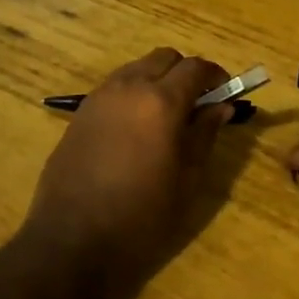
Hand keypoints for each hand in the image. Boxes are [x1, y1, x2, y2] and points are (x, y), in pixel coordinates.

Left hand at [22, 48, 234, 298]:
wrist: (72, 240)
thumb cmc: (141, 216)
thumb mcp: (186, 180)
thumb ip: (205, 134)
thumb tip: (222, 106)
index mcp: (161, 102)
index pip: (196, 68)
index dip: (216, 75)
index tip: (226, 93)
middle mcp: (129, 87)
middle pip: (164, 57)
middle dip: (186, 72)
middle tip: (197, 103)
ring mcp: (100, 97)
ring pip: (137, 68)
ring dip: (157, 79)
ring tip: (167, 116)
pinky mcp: (80, 113)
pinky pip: (115, 87)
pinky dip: (133, 92)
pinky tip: (137, 128)